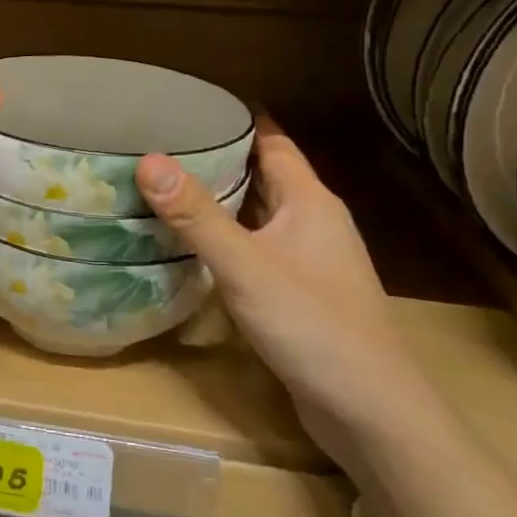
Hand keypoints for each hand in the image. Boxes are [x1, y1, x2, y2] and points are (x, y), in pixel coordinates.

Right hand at [135, 120, 438, 467]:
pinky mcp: (300, 294)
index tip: (190, 104)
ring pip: (259, 215)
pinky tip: (191, 247)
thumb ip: (196, 214)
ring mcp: (309, 261)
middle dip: (219, 157)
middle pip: (264, 176)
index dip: (238, 120)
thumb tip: (148, 159)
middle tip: (162, 145)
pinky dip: (226, 239)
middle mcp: (313, 223)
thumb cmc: (312, 325)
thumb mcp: (245, 265)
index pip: (273, 142)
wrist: (368, 411)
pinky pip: (256, 249)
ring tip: (165, 188)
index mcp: (310, 202)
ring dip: (220, 201)